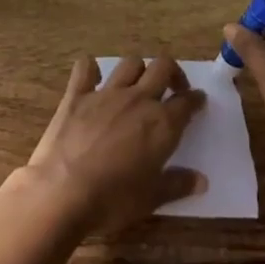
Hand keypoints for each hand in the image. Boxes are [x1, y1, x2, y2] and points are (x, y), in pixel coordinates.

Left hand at [25, 56, 206, 230]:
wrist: (63, 192)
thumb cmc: (113, 200)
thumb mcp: (151, 199)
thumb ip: (178, 185)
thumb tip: (201, 180)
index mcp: (161, 123)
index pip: (187, 102)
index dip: (195, 99)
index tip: (198, 101)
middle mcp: (138, 99)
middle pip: (162, 67)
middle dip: (172, 72)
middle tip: (172, 87)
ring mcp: (106, 93)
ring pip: (130, 63)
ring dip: (139, 69)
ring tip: (138, 84)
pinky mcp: (77, 95)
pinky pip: (85, 68)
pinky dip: (91, 69)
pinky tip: (93, 77)